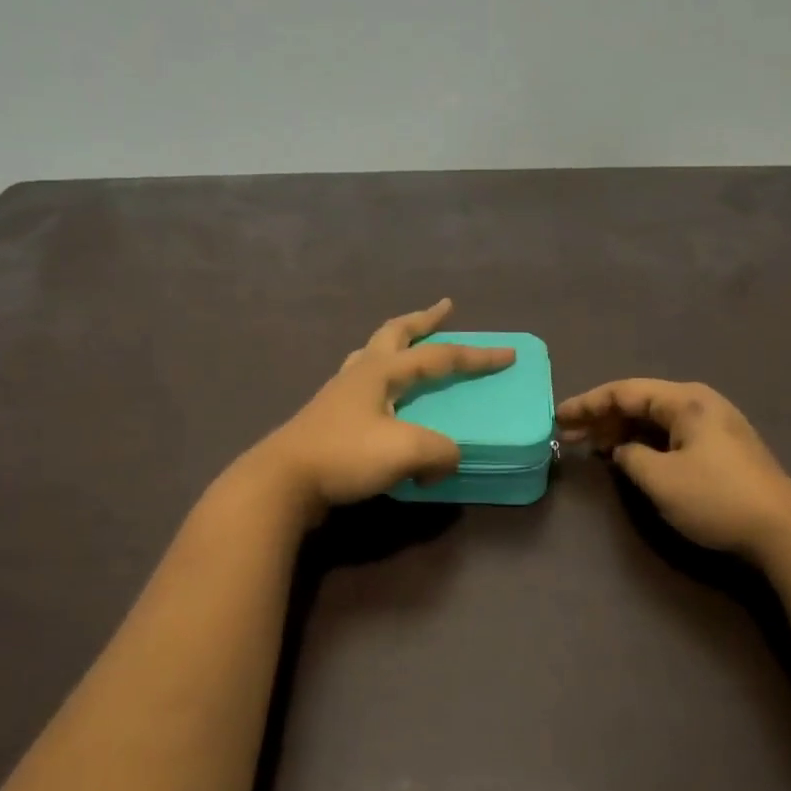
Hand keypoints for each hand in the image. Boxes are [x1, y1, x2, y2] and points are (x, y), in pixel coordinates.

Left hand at [251, 300, 514, 515]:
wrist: (282, 481)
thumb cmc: (345, 456)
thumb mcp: (405, 452)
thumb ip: (439, 451)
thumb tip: (446, 459)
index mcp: (381, 371)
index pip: (439, 356)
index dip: (476, 356)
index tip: (508, 354)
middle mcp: (359, 373)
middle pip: (394, 334)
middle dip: (422, 320)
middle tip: (444, 309)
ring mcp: (338, 394)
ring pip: (372, 356)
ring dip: (396, 345)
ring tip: (409, 348)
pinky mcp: (327, 419)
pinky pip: (362, 387)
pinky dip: (381, 382)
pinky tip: (383, 401)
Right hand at [556, 379, 790, 556]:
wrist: (783, 530)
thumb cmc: (716, 498)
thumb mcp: (660, 479)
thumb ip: (630, 457)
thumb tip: (622, 450)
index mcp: (685, 401)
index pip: (624, 392)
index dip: (587, 404)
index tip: (559, 418)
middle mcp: (699, 403)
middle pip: (639, 402)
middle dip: (601, 417)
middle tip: (569, 436)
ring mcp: (713, 425)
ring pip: (654, 419)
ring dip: (621, 430)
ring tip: (591, 447)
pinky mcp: (720, 448)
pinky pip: (670, 434)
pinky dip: (643, 441)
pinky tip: (627, 456)